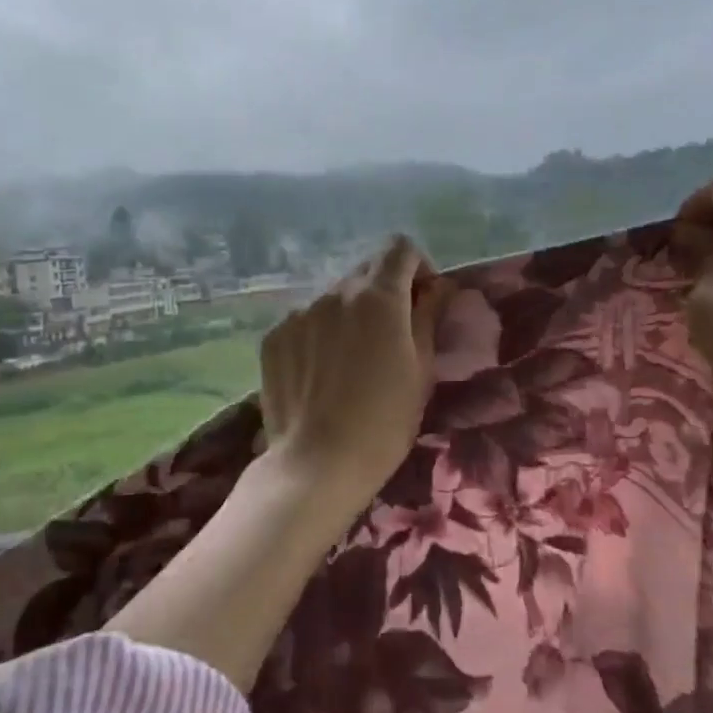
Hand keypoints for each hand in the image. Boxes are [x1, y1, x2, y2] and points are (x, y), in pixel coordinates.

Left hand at [259, 235, 449, 512]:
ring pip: (333, 298)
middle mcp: (334, 292)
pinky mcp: (274, 336)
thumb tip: (437, 286)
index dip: (417, 267)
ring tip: (352, 360)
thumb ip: (428, 316)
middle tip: (391, 335)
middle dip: (384, 292)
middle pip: (365, 272)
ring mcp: (299, 313)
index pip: (399, 248)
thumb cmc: (385, 421)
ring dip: (350, 314)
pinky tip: (322, 373)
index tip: (422, 300)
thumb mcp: (421, 369)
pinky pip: (305, 321)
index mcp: (378, 297)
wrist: (318, 463)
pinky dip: (319, 334)